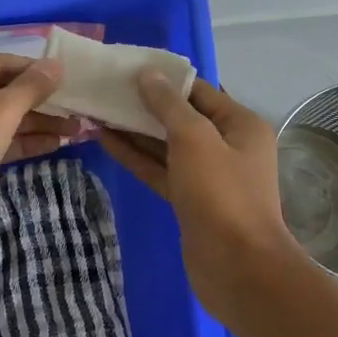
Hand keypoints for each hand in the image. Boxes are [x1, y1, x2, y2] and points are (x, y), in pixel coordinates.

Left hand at [0, 53, 66, 260]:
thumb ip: (29, 88)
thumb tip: (55, 65)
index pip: (2, 63)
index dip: (37, 71)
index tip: (73, 80)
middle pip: (2, 92)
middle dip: (40, 101)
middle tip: (80, 108)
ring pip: (1, 120)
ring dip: (36, 124)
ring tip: (77, 129)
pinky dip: (21, 143)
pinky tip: (54, 146)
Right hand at [101, 74, 302, 319]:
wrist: (238, 267)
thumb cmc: (221, 194)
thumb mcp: (195, 138)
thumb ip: (168, 104)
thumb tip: (147, 74)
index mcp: (239, 124)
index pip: (198, 91)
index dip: (163, 79)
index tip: (128, 69)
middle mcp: (226, 145)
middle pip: (180, 117)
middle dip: (144, 105)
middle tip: (106, 89)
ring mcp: (207, 175)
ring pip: (166, 145)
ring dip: (134, 131)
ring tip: (98, 111)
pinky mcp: (188, 200)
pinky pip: (160, 170)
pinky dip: (136, 157)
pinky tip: (105, 141)